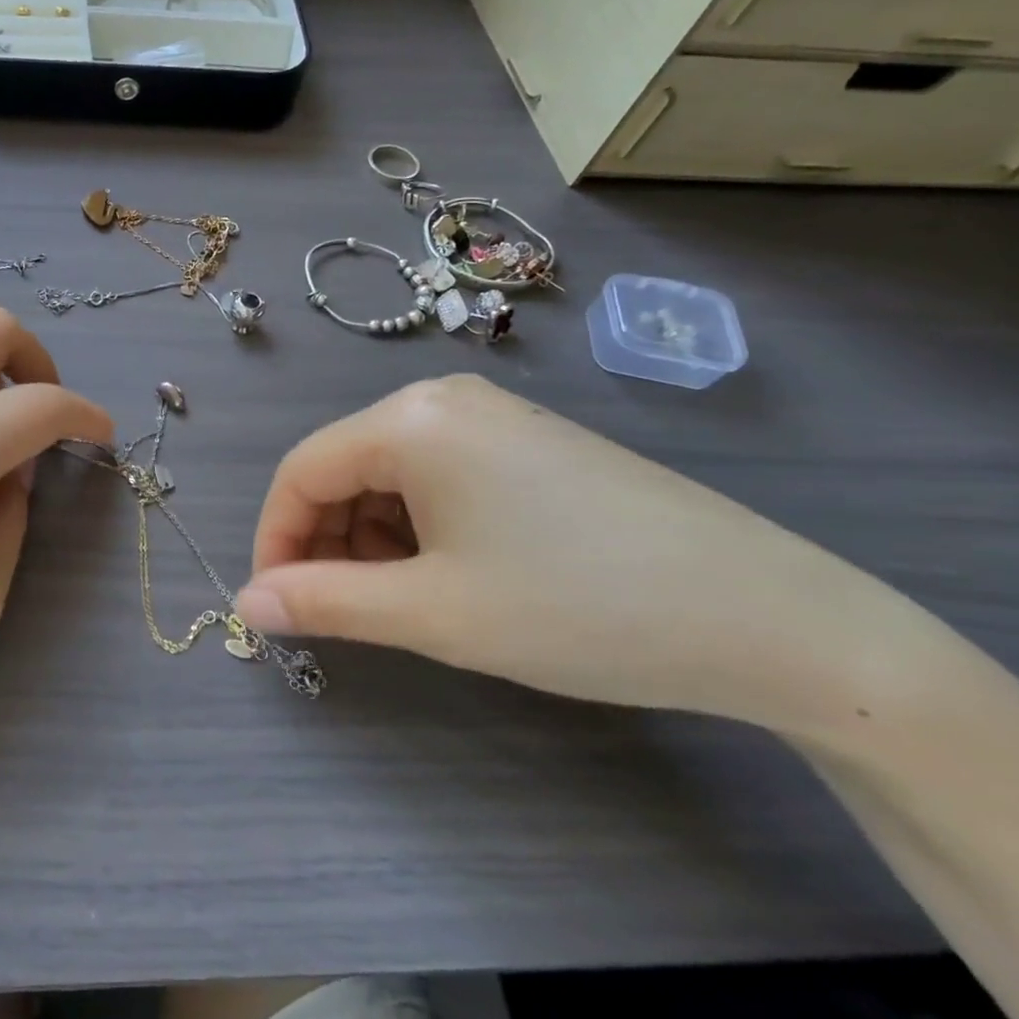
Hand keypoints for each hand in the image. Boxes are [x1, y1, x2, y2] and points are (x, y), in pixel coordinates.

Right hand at [235, 375, 933, 734]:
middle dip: (326, 541)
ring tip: (402, 601)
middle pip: (344, 468)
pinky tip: (450, 573)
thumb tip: (247, 604)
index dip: (275, 539)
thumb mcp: (433, 613)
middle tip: (339, 613)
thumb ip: (325, 604)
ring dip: (371, 537)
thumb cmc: (577, 608)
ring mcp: (492, 416)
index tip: (275, 605)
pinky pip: (438, 475)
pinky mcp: (528, 442)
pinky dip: (418, 525)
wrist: (771, 620)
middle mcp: (443, 398)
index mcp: (411, 419)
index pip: (300, 471)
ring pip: (390, 474)